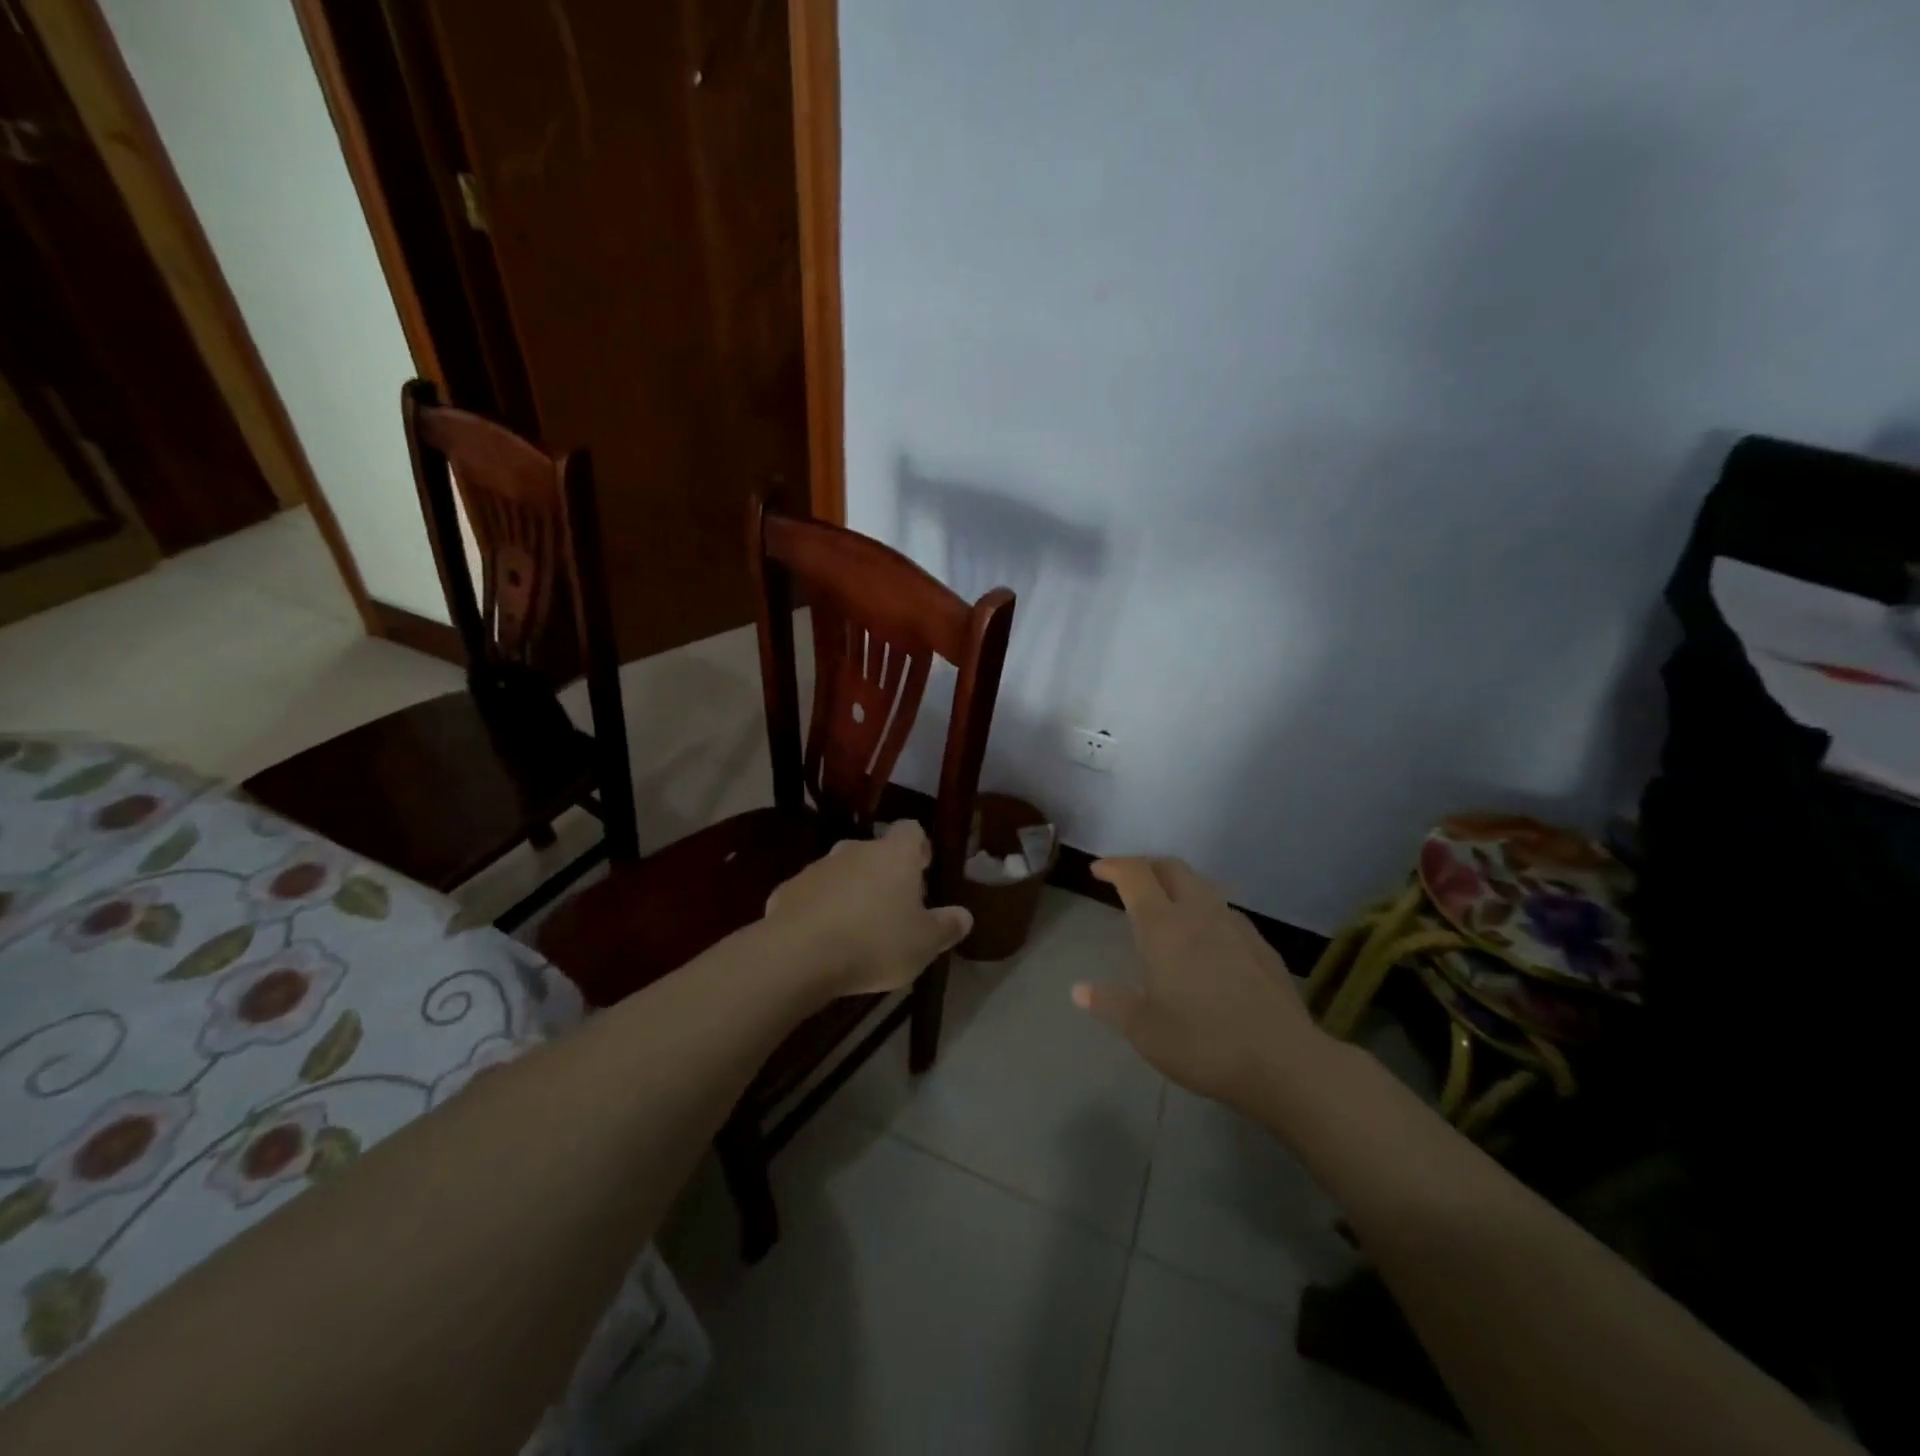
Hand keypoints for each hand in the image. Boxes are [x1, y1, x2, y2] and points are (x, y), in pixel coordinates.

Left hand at [764, 820, 972, 1000]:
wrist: (798, 956)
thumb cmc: (874, 943)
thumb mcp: (924, 944)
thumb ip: (946, 926)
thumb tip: (964, 915)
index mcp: (894, 855)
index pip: (912, 830)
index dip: (919, 848)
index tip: (923, 871)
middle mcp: (855, 849)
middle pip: (876, 853)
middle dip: (884, 875)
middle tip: (892, 910)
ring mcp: (818, 867)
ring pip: (842, 872)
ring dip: (850, 892)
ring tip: (855, 930)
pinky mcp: (787, 889)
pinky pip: (812, 895)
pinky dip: (819, 909)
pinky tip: (822, 939)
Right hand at [1073, 857, 1335, 1119]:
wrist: (1285, 1063)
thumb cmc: (1203, 1043)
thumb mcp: (1144, 1030)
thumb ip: (1111, 1003)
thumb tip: (1079, 990)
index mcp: (1164, 927)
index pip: (1136, 875)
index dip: (1114, 866)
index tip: (1098, 870)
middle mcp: (1199, 914)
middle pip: (1172, 868)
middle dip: (1146, 865)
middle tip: (1128, 879)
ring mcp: (1236, 926)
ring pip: (1202, 886)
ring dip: (1177, 885)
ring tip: (1165, 907)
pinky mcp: (1261, 946)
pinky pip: (1224, 912)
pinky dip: (1204, 910)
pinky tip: (1205, 940)